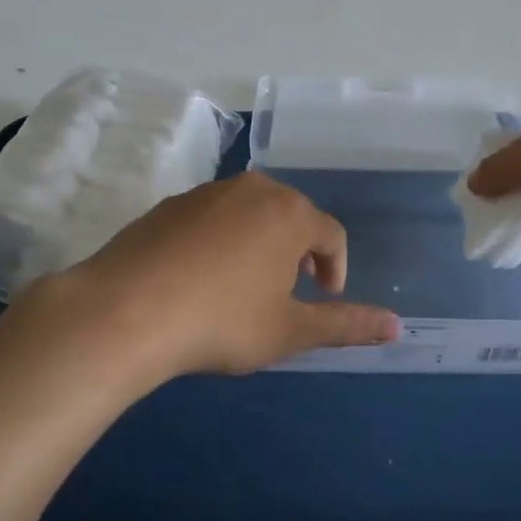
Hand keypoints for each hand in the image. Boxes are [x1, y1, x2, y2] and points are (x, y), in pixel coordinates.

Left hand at [46, 172, 399, 381]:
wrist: (124, 311)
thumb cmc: (221, 321)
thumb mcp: (288, 331)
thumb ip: (346, 325)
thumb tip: (396, 326)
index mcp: (290, 213)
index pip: (332, 235)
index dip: (336, 270)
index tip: (325, 301)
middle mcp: (253, 189)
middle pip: (292, 217)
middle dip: (299, 254)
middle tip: (287, 294)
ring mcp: (207, 192)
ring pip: (251, 213)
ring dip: (260, 245)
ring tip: (244, 287)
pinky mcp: (170, 204)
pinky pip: (213, 217)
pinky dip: (221, 241)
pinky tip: (200, 278)